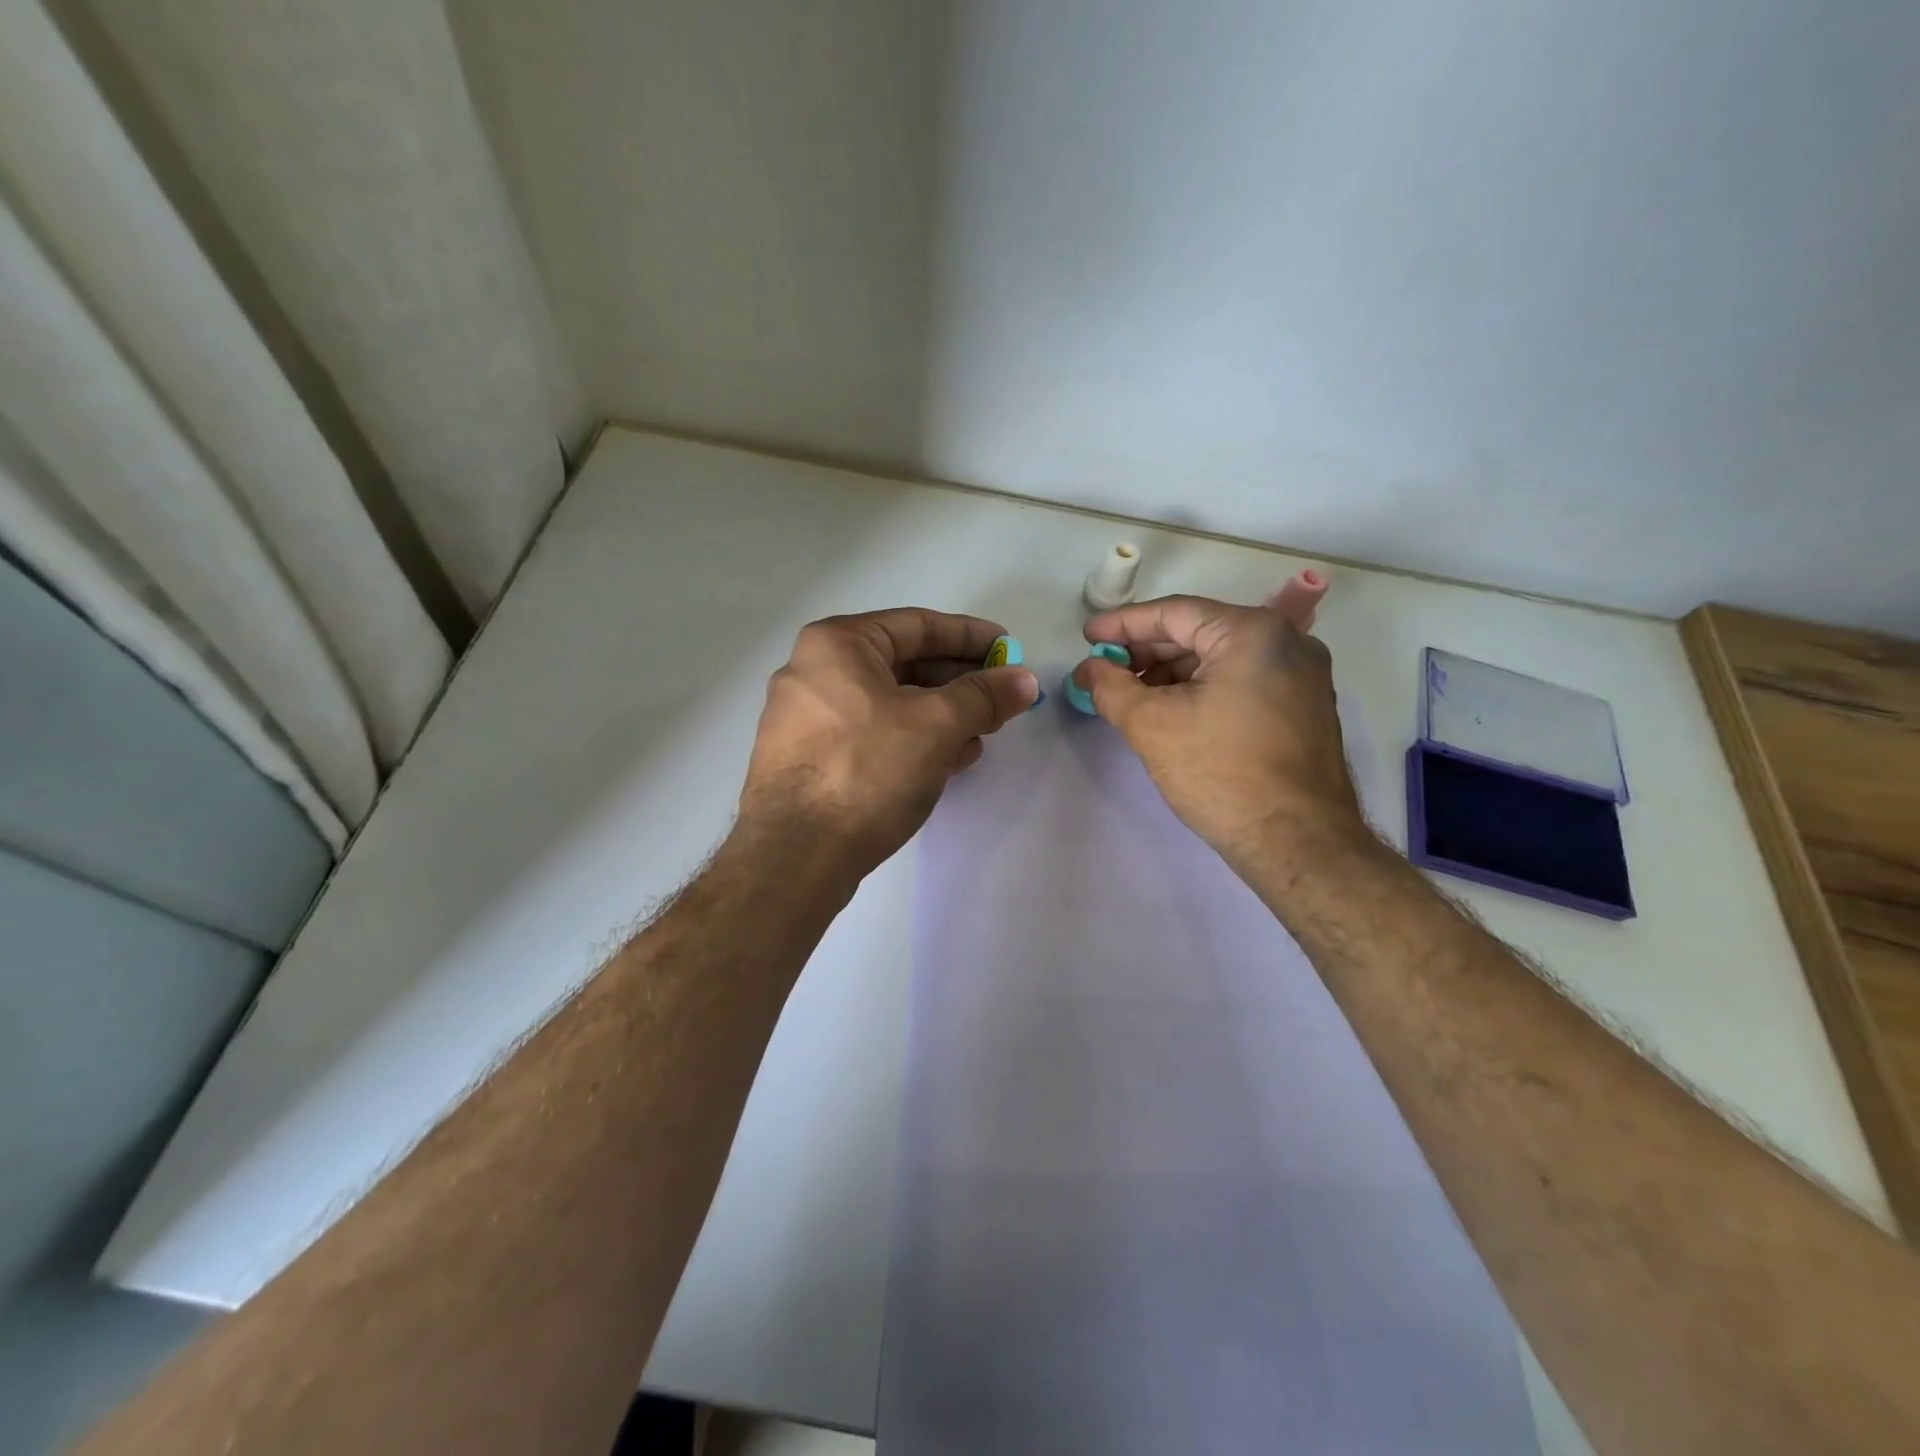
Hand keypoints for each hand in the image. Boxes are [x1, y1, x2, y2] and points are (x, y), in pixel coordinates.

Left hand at [739, 608, 1038, 874]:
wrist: (795, 855)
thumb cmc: (866, 770)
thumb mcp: (936, 725)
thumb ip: (984, 696)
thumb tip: (1025, 680)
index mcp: (837, 644)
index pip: (918, 625)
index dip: (971, 636)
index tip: (1009, 649)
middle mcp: (813, 671)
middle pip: (903, 663)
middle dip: (958, 681)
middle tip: (1001, 697)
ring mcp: (806, 718)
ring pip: (889, 702)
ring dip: (940, 714)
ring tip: (982, 732)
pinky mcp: (808, 759)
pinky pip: (871, 733)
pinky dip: (912, 738)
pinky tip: (948, 759)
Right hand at [1072, 595, 1366, 871]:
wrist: (1297, 843)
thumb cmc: (1221, 773)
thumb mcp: (1151, 725)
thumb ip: (1111, 687)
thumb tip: (1089, 670)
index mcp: (1253, 633)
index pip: (1174, 613)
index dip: (1123, 624)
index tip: (1088, 637)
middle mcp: (1286, 642)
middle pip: (1199, 632)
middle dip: (1146, 651)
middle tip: (1104, 670)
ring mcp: (1302, 675)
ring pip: (1220, 659)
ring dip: (1171, 673)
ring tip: (1130, 695)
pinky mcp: (1303, 707)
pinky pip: (1241, 681)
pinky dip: (1201, 689)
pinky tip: (1171, 711)